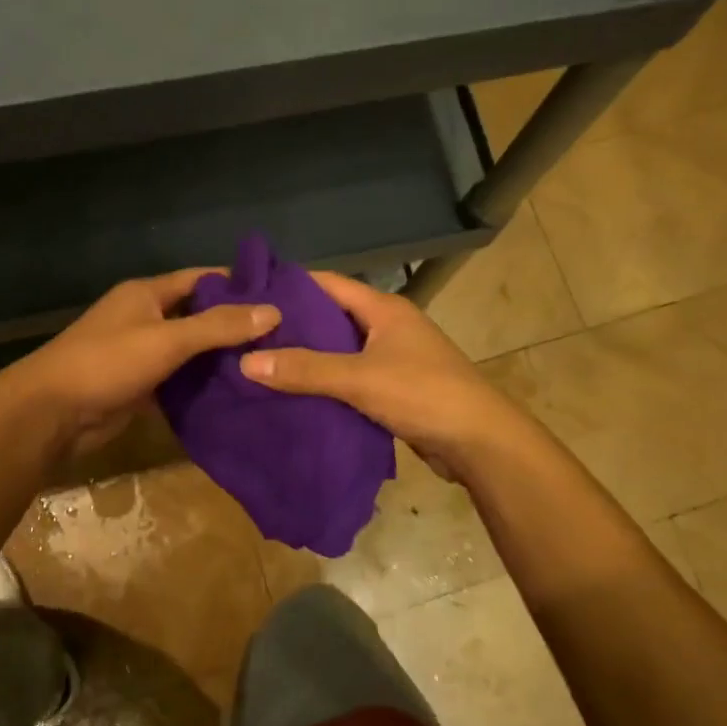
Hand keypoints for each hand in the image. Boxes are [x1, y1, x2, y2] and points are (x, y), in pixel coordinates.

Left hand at [3, 270, 279, 458]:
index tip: (279, 295)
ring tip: (270, 363)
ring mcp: (142, 352)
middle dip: (235, 324)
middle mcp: (145, 317)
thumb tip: (273, 311)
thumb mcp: (167, 339)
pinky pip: (180, 378)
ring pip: (191, 350)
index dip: (237, 284)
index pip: (201, 279)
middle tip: (283, 335)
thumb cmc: (107, 362)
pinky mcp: (140, 385)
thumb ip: (218, 326)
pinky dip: (203, 383)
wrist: (52, 413)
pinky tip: (237, 390)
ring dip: (221, 357)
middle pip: (198, 314)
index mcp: (147, 293)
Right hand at [237, 271, 534, 476]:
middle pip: (332, 317)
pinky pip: (352, 377)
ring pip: (341, 350)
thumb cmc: (423, 394)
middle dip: (293, 325)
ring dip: (309, 357)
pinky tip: (296, 394)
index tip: (250, 293)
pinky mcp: (396, 388)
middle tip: (246, 333)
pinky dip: (327, 383)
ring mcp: (394, 357)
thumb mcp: (359, 379)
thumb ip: (305, 370)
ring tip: (261, 363)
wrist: (480, 442)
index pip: (328, 283)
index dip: (290, 285)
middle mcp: (389, 326)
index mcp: (383, 309)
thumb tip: (246, 362)